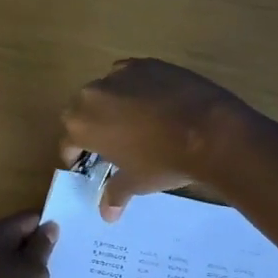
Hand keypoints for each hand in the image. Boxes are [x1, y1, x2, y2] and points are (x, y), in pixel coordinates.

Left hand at [0, 211, 59, 277]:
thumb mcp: (34, 272)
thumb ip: (42, 247)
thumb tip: (48, 226)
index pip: (28, 219)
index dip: (49, 228)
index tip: (69, 243)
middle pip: (13, 242)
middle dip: (36, 252)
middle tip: (62, 268)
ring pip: (5, 266)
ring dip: (23, 275)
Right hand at [59, 59, 249, 220]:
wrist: (209, 131)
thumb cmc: (163, 161)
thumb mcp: (137, 182)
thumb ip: (115, 193)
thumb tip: (107, 214)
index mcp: (82, 124)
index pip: (68, 141)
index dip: (75, 155)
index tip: (85, 164)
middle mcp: (92, 94)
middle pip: (82, 110)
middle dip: (90, 126)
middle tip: (108, 143)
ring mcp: (120, 74)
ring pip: (106, 90)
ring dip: (112, 104)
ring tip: (134, 122)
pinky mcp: (146, 63)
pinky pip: (130, 76)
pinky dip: (135, 88)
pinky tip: (153, 103)